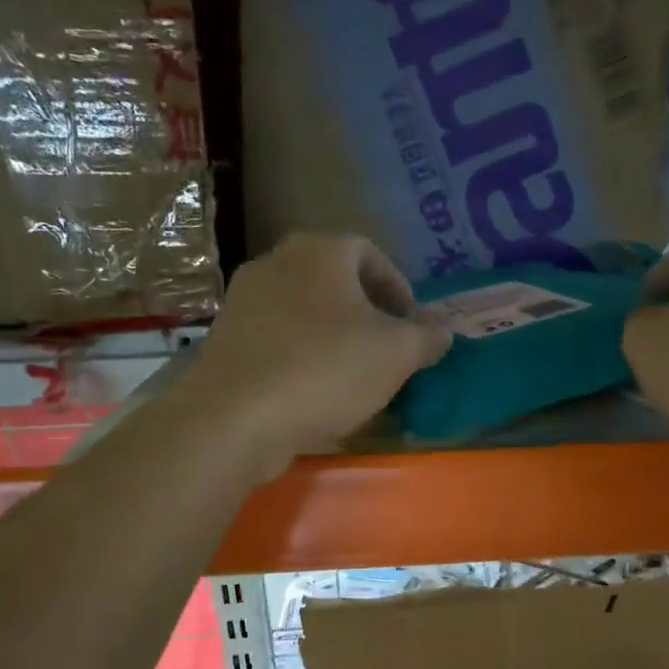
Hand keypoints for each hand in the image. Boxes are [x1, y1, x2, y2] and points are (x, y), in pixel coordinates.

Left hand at [181, 234, 450, 476]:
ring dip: (332, 335)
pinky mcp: (225, 338)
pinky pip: (277, 338)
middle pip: (334, 280)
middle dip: (366, 312)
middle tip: (386, 348)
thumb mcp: (397, 354)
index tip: (411, 325)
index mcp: (321, 252)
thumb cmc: (327, 369)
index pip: (370, 253)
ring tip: (353, 374)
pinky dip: (301, 355)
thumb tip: (443, 329)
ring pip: (304, 310)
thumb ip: (427, 336)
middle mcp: (277, 262)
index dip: (398, 287)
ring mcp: (244, 299)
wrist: (237, 416)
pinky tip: (314, 391)